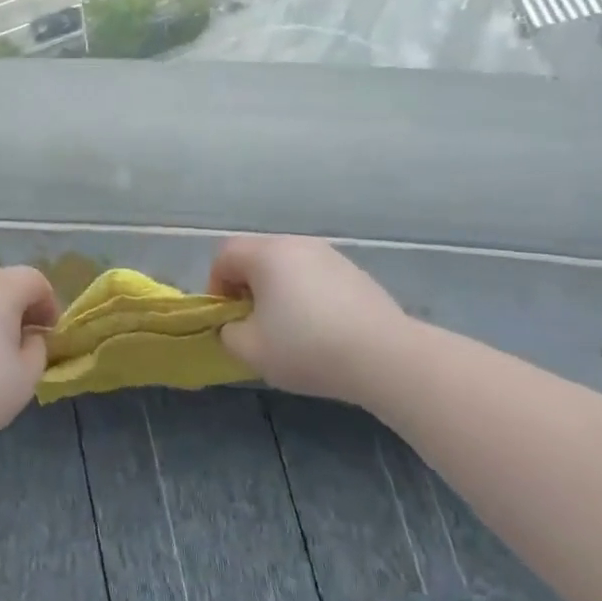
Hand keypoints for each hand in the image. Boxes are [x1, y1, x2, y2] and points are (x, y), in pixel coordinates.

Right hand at [208, 235, 415, 402]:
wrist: (385, 357)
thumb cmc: (307, 348)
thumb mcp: (250, 350)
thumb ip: (228, 333)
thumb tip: (234, 325)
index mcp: (266, 254)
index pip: (225, 255)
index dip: (216, 285)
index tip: (228, 318)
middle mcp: (296, 244)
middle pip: (256, 256)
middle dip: (247, 287)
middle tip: (254, 323)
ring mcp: (330, 255)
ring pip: (288, 266)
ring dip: (278, 291)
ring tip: (289, 329)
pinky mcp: (355, 273)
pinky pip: (316, 277)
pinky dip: (308, 296)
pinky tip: (322, 330)